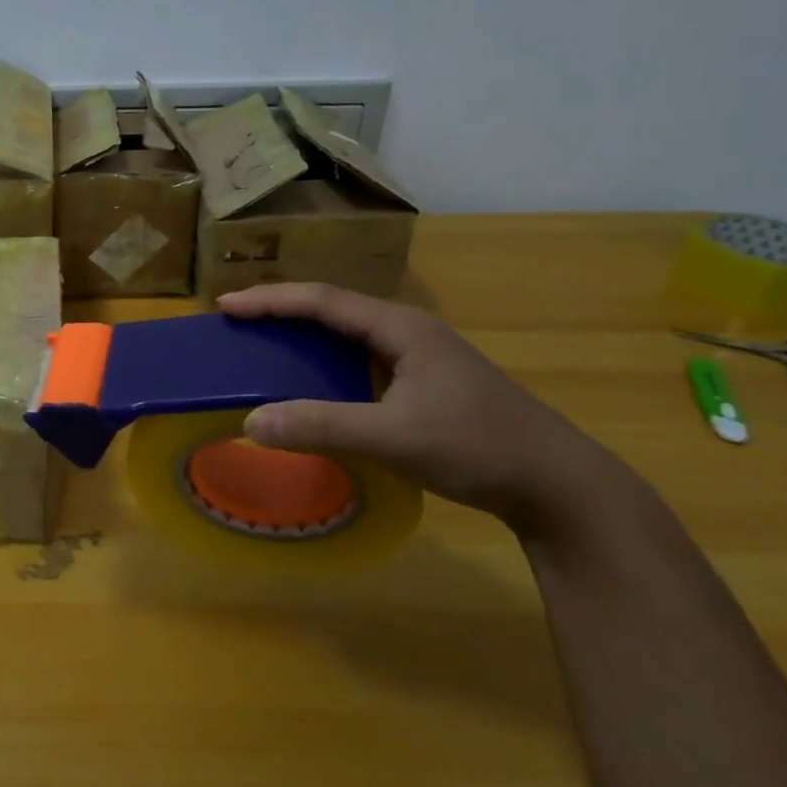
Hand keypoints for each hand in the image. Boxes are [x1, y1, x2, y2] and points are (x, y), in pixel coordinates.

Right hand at [220, 283, 620, 531]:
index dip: (271, 300)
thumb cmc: (479, 448)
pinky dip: (327, 360)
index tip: (225, 306)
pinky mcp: (428, 381)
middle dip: (282, 310)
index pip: (322, 301)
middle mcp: (409, 331)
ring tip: (265, 343)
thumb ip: (321, 426)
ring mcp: (422, 356)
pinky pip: (362, 357)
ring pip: (348, 333)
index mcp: (401, 327)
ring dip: (304, 334)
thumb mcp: (394, 437)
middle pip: (333, 308)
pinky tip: (315, 381)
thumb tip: (251, 421)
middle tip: (237, 322)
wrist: (560, 486)